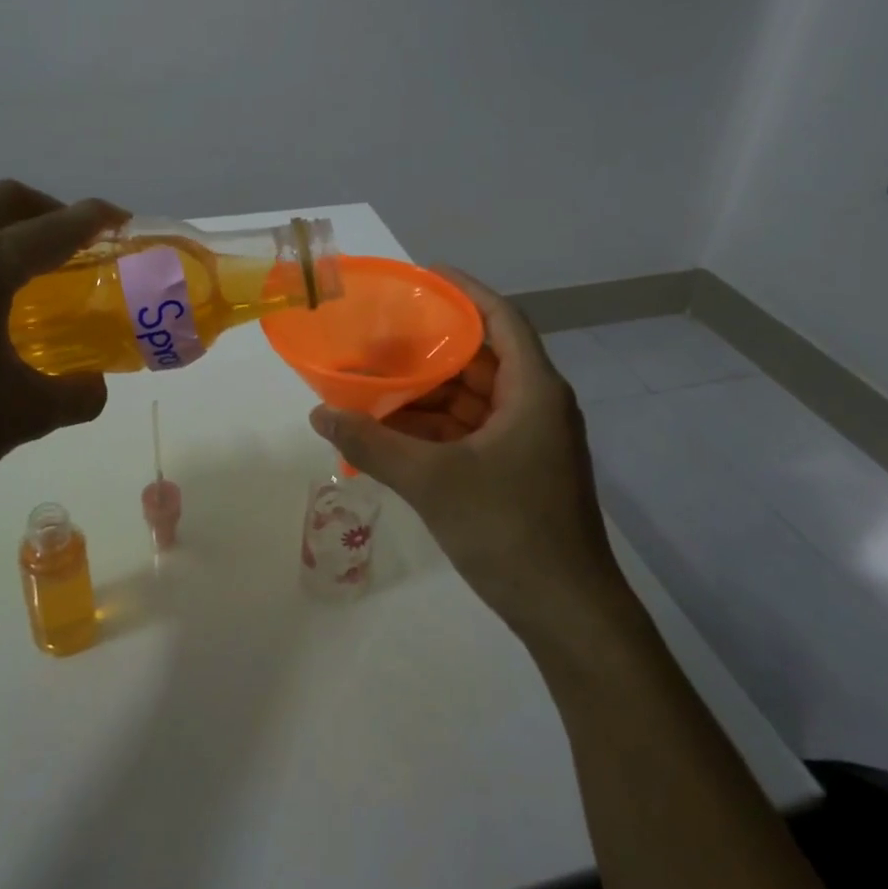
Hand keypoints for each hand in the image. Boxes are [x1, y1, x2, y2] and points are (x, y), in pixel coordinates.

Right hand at [308, 270, 619, 641]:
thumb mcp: (431, 481)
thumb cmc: (508, 530)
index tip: (423, 275)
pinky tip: (396, 432)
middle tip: (382, 335)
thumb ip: (371, 444)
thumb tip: (320, 414)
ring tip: (377, 382)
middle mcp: (537, 405)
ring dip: (430, 392)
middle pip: (483, 357)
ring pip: (475, 398)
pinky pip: (474, 430)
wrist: (568, 613)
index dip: (464, 290)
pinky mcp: (522, 469)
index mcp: (532, 390)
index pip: (501, 318)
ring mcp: (531, 440)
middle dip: (433, 347)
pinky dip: (438, 427)